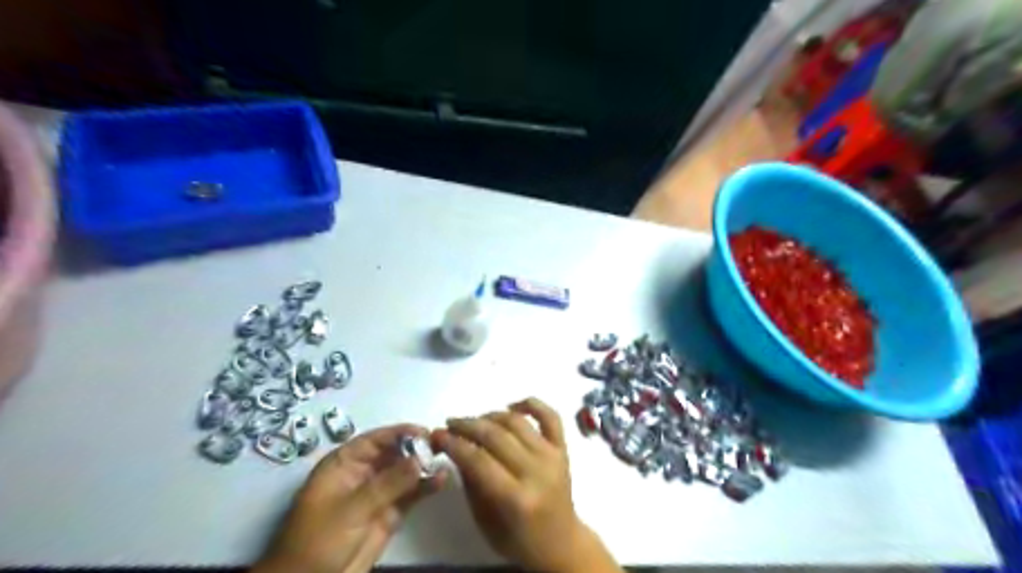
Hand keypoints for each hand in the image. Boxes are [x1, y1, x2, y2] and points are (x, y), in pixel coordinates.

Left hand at [253, 422, 443, 572]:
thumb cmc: (319, 539)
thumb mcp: (351, 508)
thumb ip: (387, 483)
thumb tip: (419, 457)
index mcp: (344, 464)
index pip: (374, 440)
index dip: (399, 433)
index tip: (424, 431)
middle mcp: (363, 474)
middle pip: (393, 453)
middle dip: (416, 448)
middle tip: (441, 445)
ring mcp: (378, 494)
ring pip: (405, 473)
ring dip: (424, 467)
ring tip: (446, 459)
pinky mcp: (389, 513)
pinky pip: (410, 494)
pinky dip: (425, 487)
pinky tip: (441, 480)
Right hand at [432, 399, 617, 571]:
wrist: (560, 542)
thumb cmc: (517, 538)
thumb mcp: (484, 521)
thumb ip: (470, 482)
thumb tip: (453, 446)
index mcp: (516, 499)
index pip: (479, 461)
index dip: (454, 444)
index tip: (437, 435)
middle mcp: (536, 472)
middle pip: (496, 436)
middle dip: (467, 425)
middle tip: (450, 424)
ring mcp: (552, 456)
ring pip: (517, 422)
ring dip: (491, 415)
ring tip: (474, 420)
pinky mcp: (563, 448)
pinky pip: (550, 416)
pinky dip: (531, 404)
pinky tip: (511, 406)